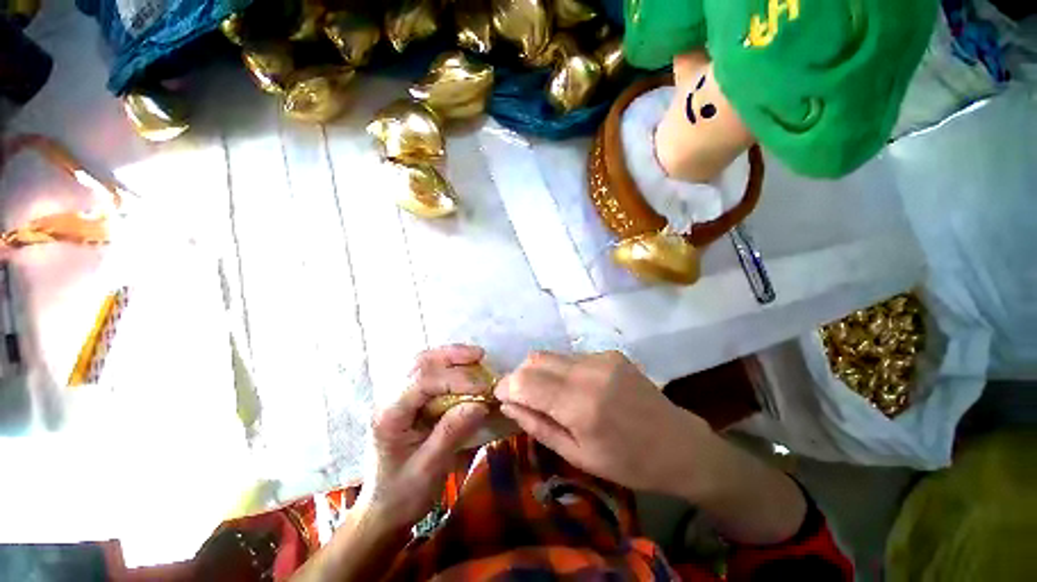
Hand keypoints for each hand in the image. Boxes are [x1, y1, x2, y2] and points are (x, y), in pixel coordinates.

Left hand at [361, 345, 489, 528]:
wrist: (382, 509)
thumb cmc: (403, 493)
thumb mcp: (430, 468)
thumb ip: (452, 432)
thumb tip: (480, 403)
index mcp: (390, 415)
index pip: (423, 382)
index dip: (456, 379)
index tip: (483, 387)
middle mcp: (389, 399)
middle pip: (420, 363)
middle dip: (452, 356)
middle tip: (480, 355)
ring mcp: (396, 397)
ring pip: (422, 363)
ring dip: (449, 356)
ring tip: (474, 356)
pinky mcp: (406, 400)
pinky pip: (426, 372)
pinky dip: (446, 365)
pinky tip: (462, 367)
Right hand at [494, 351, 713, 498]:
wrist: (679, 445)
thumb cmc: (628, 462)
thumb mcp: (578, 455)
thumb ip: (538, 425)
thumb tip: (507, 403)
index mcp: (581, 404)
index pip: (526, 380)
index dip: (506, 385)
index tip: (500, 396)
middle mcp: (589, 371)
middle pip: (536, 359)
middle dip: (520, 375)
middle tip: (522, 397)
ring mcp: (602, 357)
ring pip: (552, 355)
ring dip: (540, 371)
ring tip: (549, 394)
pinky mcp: (610, 353)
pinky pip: (572, 357)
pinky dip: (562, 370)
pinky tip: (575, 388)